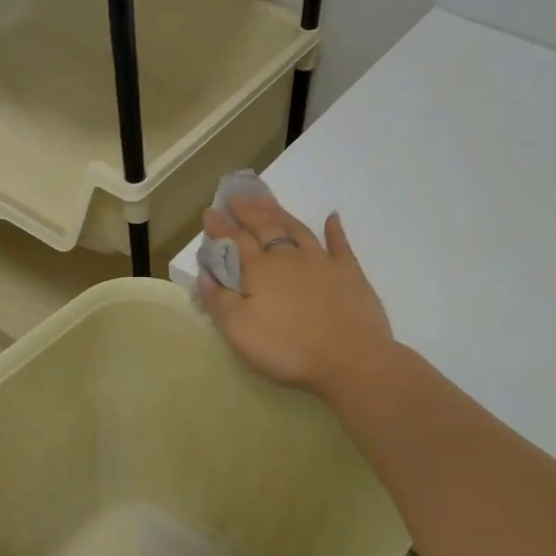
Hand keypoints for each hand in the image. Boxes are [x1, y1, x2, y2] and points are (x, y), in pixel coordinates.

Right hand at [199, 193, 393, 398]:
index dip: (221, 227)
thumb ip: (219, 300)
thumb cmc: (286, 348)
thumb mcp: (238, 330)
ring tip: (268, 200)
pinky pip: (340, 244)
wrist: (349, 358)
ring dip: (281, 213)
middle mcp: (289, 257)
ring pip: (297, 229)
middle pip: (266, 227)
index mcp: (260, 270)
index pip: (236, 241)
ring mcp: (322, 262)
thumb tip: (205, 274)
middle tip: (237, 197)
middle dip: (248, 211)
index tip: (210, 212)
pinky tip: (332, 217)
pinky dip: (334, 229)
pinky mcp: (350, 273)